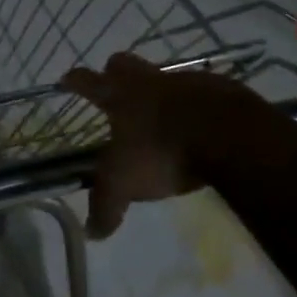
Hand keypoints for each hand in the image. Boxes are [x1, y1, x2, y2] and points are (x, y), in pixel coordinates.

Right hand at [61, 53, 296, 238]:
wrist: (229, 135)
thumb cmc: (164, 152)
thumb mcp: (126, 184)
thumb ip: (106, 205)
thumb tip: (92, 232)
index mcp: (118, 96)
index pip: (86, 80)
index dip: (75, 81)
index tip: (67, 81)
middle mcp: (147, 80)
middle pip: (122, 63)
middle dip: (115, 73)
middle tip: (115, 91)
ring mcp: (185, 81)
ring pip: (163, 76)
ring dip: (158, 91)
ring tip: (161, 116)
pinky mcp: (219, 89)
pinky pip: (199, 92)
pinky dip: (194, 105)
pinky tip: (198, 124)